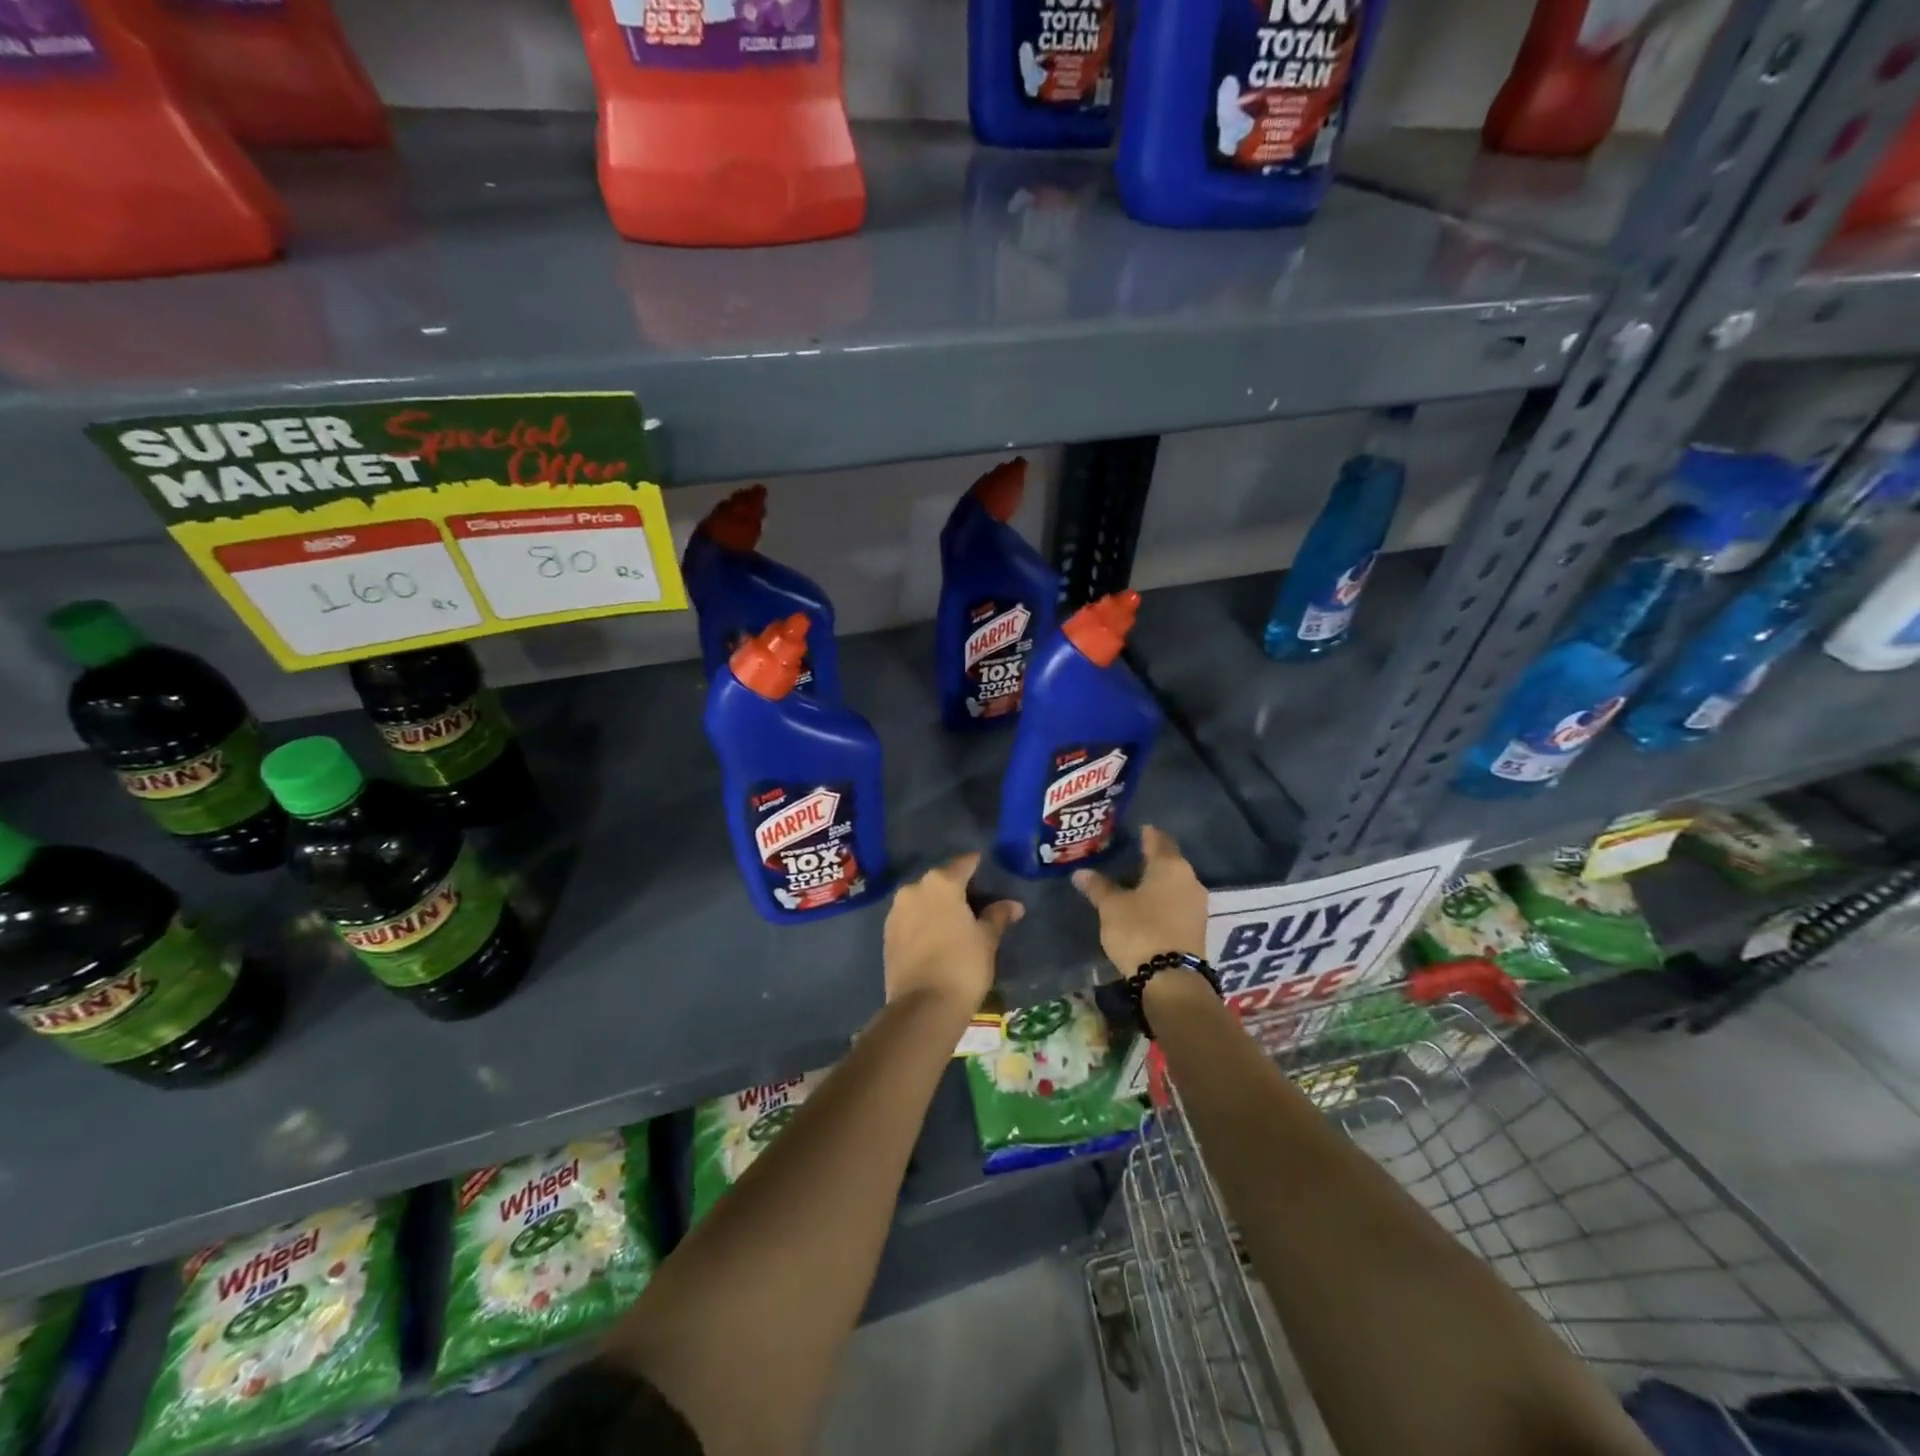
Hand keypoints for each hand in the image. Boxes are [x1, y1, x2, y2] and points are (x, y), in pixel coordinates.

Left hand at [883, 853, 1022, 1013]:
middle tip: (973, 901)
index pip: (963, 864)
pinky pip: (910, 918)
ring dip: (936, 905)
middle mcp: (914, 889)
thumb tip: (1013, 905)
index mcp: (941, 883)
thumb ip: (997, 916)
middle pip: (939, 880)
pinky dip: (922, 921)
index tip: (985, 867)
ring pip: (921, 899)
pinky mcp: (887, 933)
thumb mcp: (987, 940)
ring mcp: (897, 911)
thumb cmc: (963, 965)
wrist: (923, 1006)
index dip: (976, 864)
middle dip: (955, 887)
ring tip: (954, 921)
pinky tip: (935, 936)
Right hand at [1072, 825, 1206, 973]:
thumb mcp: (1112, 907)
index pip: (1159, 840)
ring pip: (1175, 884)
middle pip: (1170, 861)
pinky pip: (1178, 903)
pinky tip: (1148, 906)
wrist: (1172, 979)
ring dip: (1158, 882)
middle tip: (1130, 856)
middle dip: (1151, 859)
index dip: (1147, 834)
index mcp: (1170, 866)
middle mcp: (1189, 880)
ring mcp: (1197, 905)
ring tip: (1135, 883)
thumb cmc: (1140, 931)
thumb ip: (1098, 887)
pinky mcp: (1197, 927)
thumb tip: (1080, 872)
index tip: (1138, 830)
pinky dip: (1163, 900)